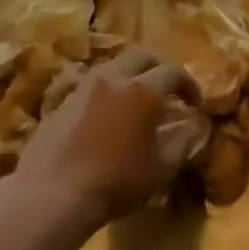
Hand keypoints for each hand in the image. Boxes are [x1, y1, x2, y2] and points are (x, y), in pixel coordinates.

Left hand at [15, 48, 201, 227]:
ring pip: (112, 66)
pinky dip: (106, 90)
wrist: (53, 194)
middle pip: (141, 56)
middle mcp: (112, 78)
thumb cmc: (116, 182)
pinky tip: (107, 114)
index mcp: (142, 91)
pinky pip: (89, 84)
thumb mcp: (161, 168)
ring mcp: (82, 87)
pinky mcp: (60, 101)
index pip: (173, 72)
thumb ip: (183, 141)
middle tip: (168, 89)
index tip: (195, 104)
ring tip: (136, 100)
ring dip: (130, 76)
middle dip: (160, 68)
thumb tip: (193, 125)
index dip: (190, 85)